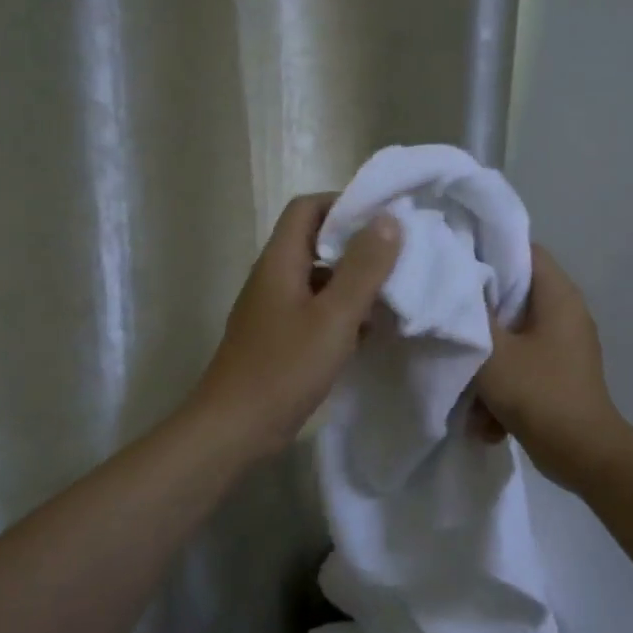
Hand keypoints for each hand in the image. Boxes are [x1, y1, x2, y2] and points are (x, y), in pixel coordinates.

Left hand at [189, 193, 401, 458]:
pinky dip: (342, 312)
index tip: (384, 218)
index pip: (308, 207)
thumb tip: (388, 219)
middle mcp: (273, 277)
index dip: (344, 204)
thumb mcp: (334, 317)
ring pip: (319, 279)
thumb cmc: (284, 368)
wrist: (234, 429)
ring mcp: (274, 309)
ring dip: (353, 282)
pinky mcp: (279, 338)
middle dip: (357, 246)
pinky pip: (315, 310)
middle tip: (398, 257)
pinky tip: (368, 331)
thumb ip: (363, 268)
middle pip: (315, 242)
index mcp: (280, 261)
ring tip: (392, 294)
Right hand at [473, 244, 626, 489]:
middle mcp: (566, 313)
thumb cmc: (539, 393)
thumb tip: (455, 286)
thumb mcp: (492, 351)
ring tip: (466, 384)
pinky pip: (523, 366)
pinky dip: (503, 386)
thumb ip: (469, 316)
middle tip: (448, 321)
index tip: (452, 265)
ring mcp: (565, 346)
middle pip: (513, 295)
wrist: (583, 455)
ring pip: (513, 336)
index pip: (522, 250)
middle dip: (479, 314)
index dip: (486, 251)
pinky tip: (486, 417)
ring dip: (488, 361)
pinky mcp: (559, 375)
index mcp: (558, 295)